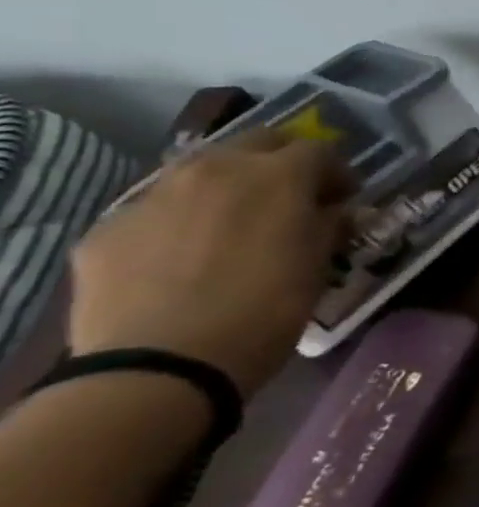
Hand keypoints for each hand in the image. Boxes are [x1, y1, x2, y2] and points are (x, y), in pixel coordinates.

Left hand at [68, 131, 350, 396]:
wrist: (162, 364)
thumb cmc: (267, 309)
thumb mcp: (319, 265)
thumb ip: (329, 226)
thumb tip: (334, 213)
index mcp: (277, 175)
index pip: (319, 150)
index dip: (337, 173)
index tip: (343, 200)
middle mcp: (215, 170)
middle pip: (257, 142)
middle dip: (281, 163)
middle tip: (293, 198)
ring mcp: (154, 196)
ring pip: (200, 171)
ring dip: (226, 186)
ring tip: (235, 224)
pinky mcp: (108, 229)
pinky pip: (156, 212)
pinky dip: (180, 223)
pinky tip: (185, 259)